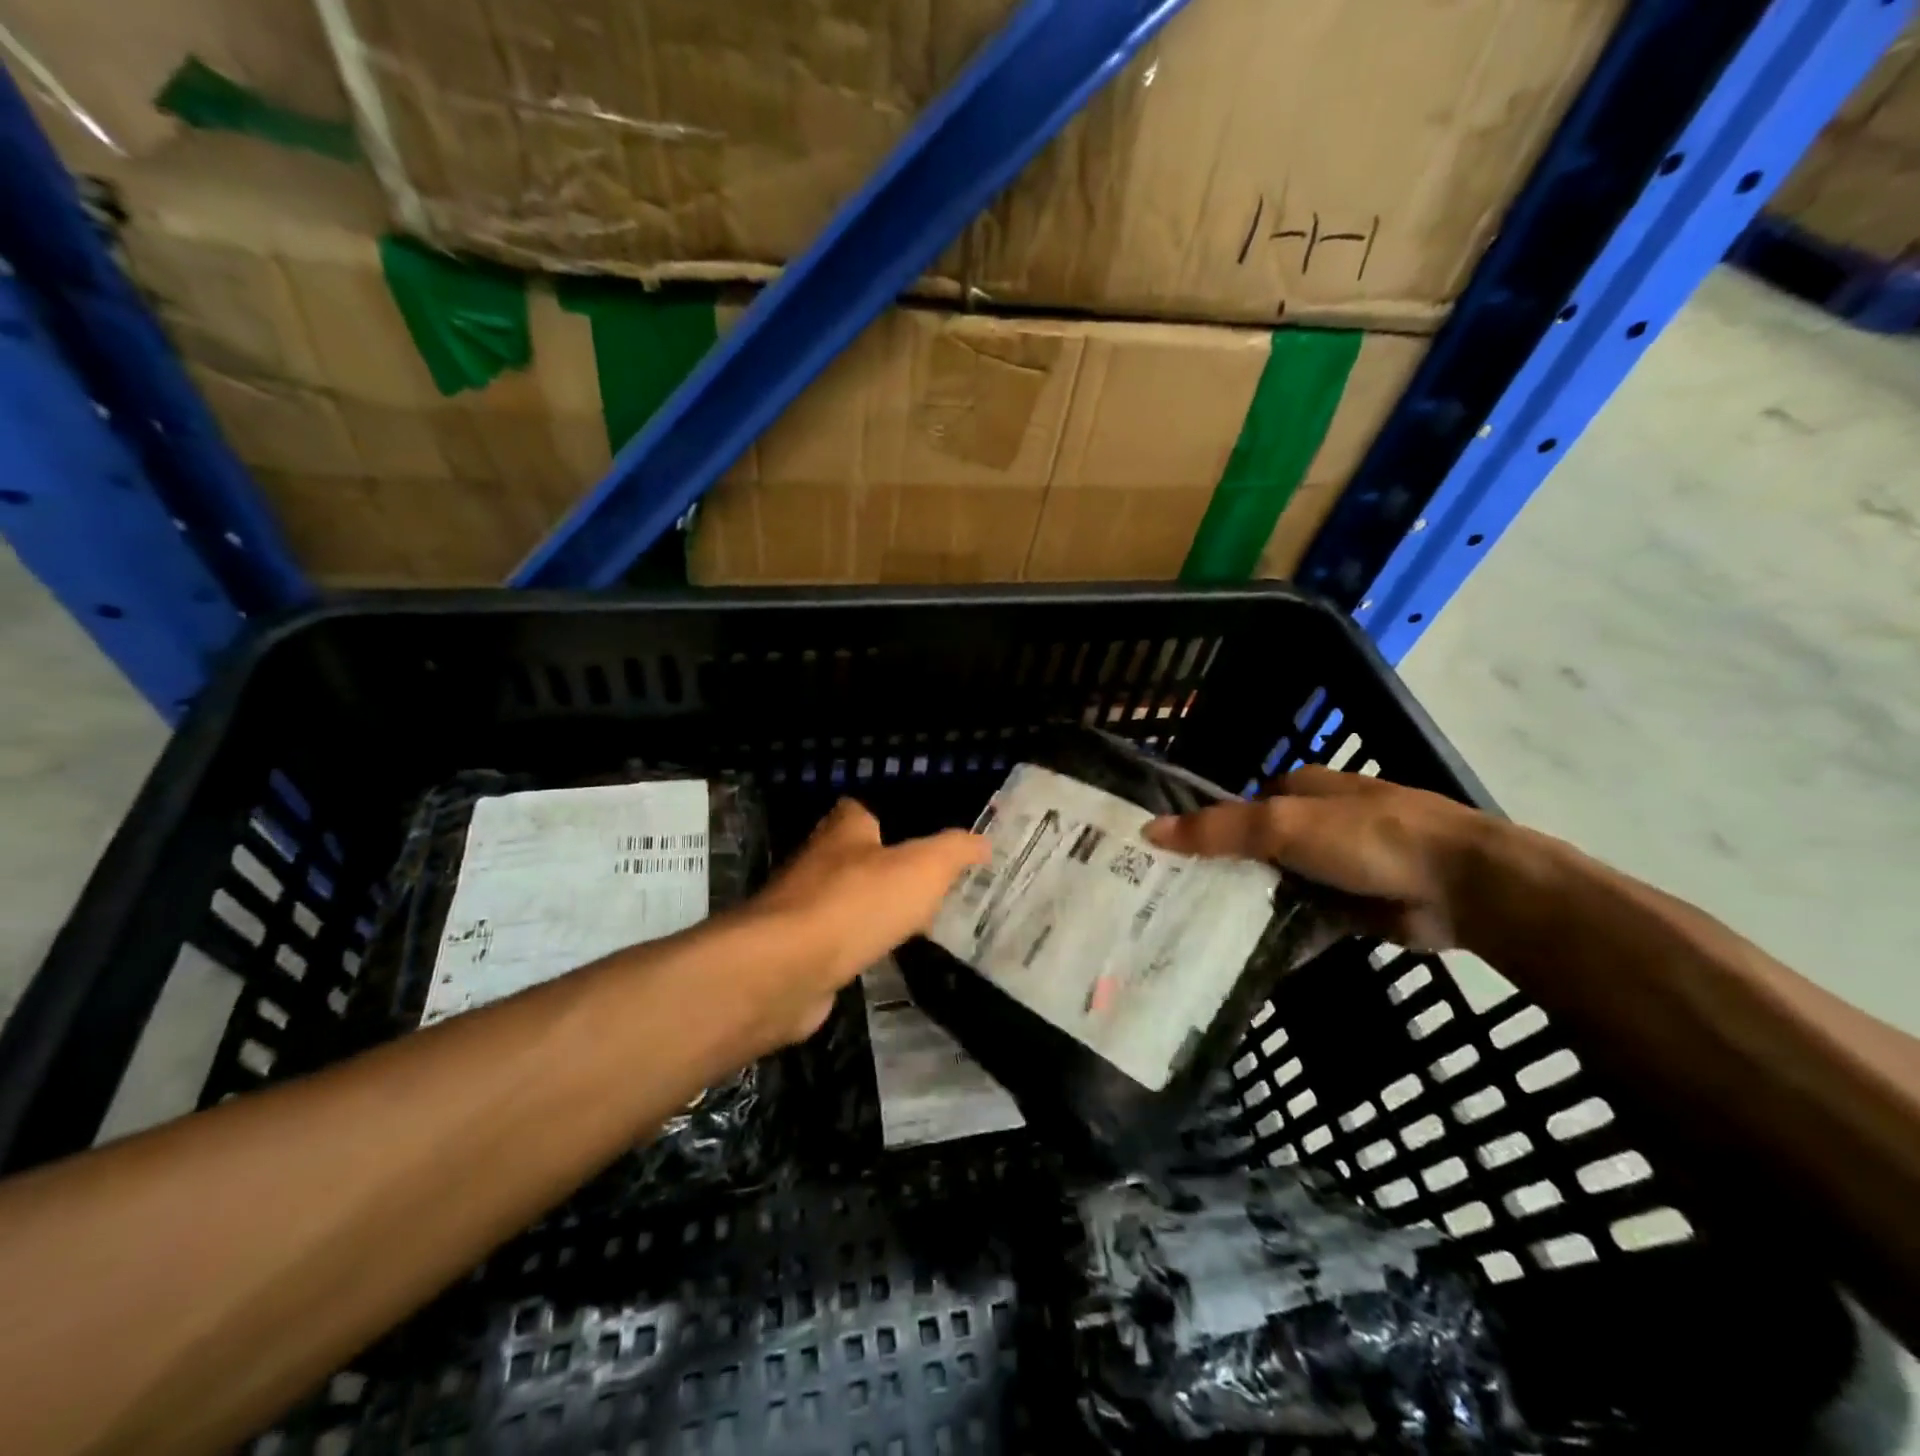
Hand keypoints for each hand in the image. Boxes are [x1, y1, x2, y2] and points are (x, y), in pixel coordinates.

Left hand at [748, 799, 988, 1043]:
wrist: (787, 967)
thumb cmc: (858, 902)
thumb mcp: (924, 867)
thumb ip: (954, 851)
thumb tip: (983, 842)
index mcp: (843, 832)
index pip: (859, 812)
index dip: (886, 820)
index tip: (916, 838)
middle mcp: (815, 863)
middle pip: (850, 858)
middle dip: (881, 870)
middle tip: (923, 888)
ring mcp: (799, 910)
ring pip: (841, 902)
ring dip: (867, 912)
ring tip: (908, 927)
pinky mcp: (793, 952)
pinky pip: (831, 943)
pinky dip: (851, 949)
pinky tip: (876, 960)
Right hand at [1142, 767, 1492, 949]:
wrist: (1464, 886)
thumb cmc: (1368, 837)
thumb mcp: (1283, 825)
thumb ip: (1218, 830)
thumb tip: (1149, 831)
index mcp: (1299, 790)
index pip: (1234, 807)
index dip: (1199, 828)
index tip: (1160, 858)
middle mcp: (1313, 824)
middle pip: (1251, 847)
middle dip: (1218, 871)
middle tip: (1169, 901)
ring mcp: (1333, 867)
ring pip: (1274, 885)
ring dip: (1246, 903)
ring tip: (1194, 929)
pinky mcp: (1352, 907)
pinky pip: (1302, 918)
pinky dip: (1279, 930)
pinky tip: (1242, 950)